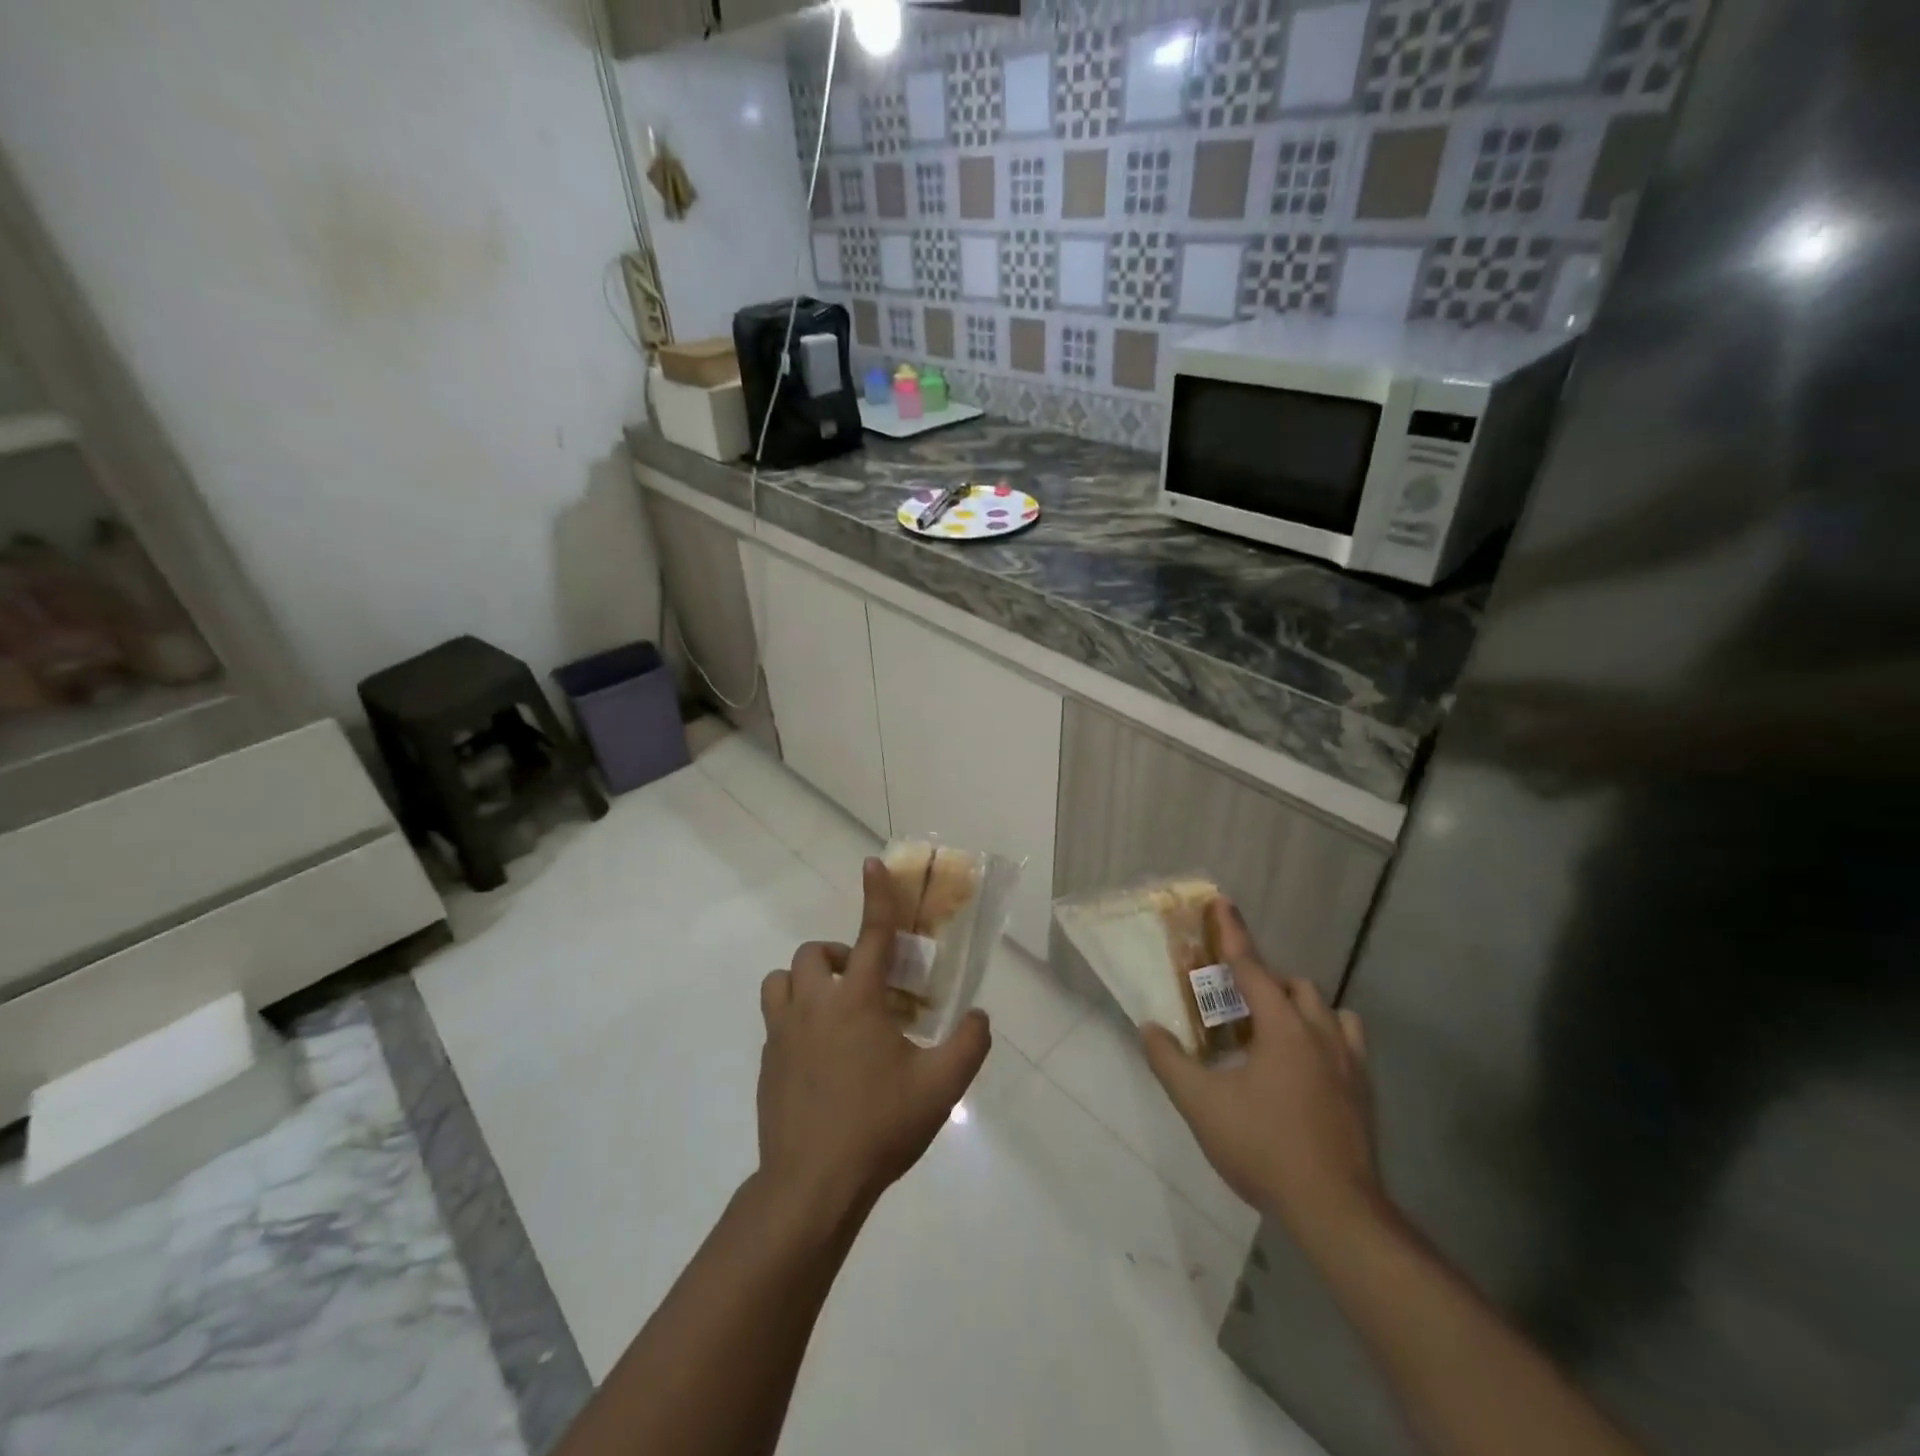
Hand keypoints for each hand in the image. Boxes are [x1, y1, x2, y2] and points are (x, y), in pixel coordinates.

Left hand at [755, 858, 990, 1235]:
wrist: (811, 1186)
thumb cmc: (878, 1127)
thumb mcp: (940, 1088)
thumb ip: (968, 1045)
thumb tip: (979, 1017)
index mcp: (856, 1001)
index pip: (870, 934)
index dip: (876, 895)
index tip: (872, 864)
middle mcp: (814, 1005)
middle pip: (814, 954)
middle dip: (839, 955)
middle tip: (865, 985)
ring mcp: (782, 1033)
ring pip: (781, 980)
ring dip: (806, 982)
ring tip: (832, 1010)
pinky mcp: (766, 1062)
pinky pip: (775, 1020)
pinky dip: (795, 1018)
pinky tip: (819, 1056)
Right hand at [1142, 899, 1385, 1246]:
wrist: (1337, 1212)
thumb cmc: (1264, 1148)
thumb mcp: (1201, 1106)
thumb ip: (1169, 1063)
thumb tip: (1148, 1028)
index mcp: (1283, 1029)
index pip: (1252, 968)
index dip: (1232, 934)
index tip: (1221, 903)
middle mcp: (1321, 1034)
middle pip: (1294, 986)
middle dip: (1265, 982)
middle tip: (1236, 1002)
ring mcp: (1350, 1064)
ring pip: (1328, 1011)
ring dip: (1300, 1008)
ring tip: (1274, 1031)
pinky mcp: (1365, 1093)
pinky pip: (1348, 1044)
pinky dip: (1325, 1038)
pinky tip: (1308, 1067)